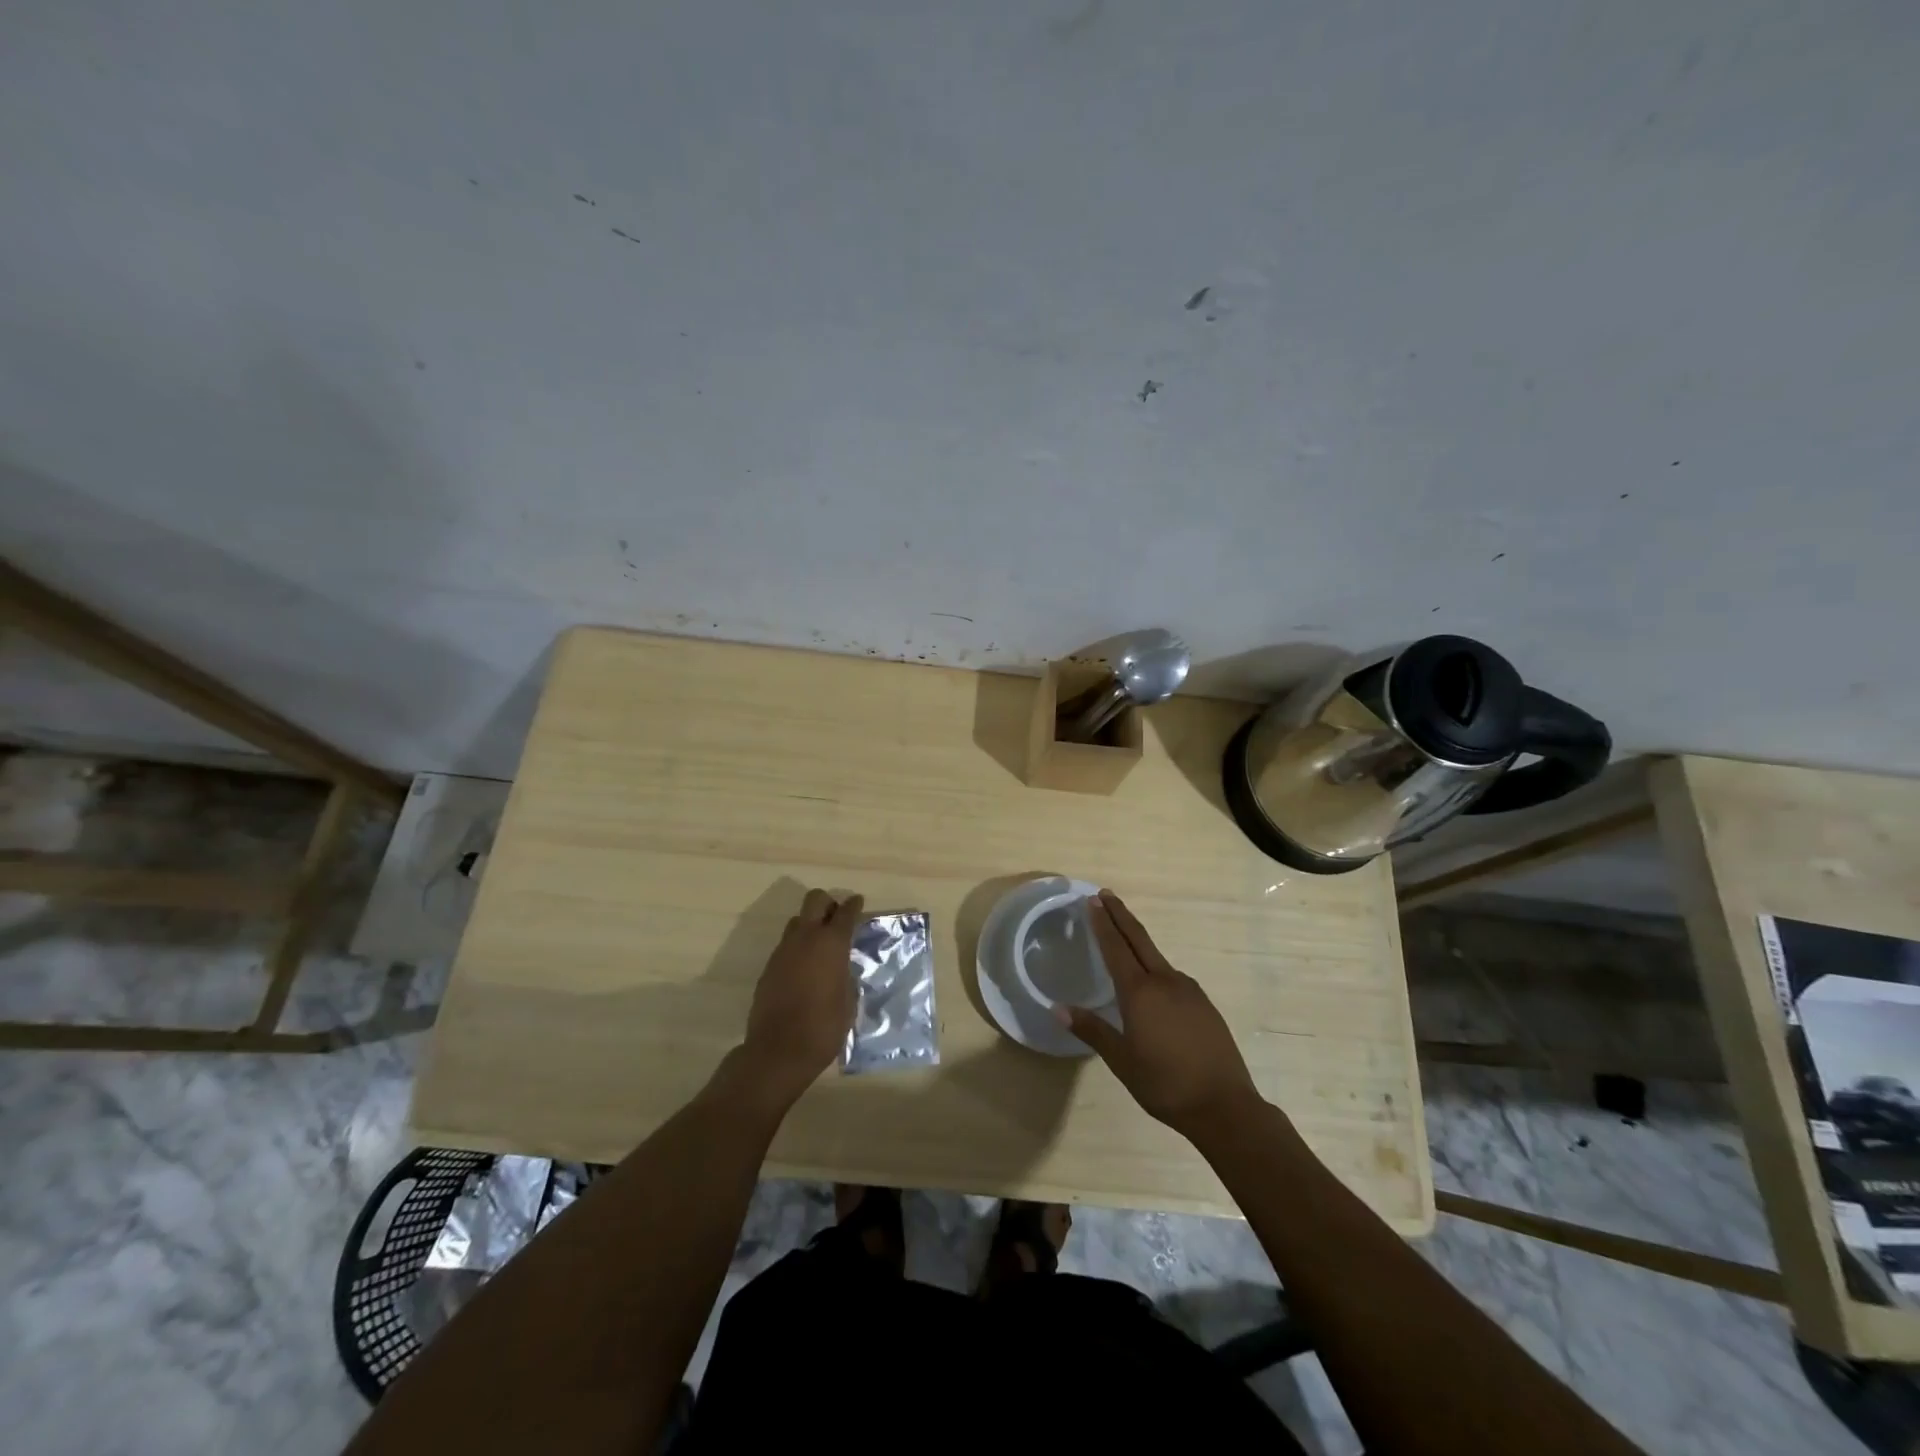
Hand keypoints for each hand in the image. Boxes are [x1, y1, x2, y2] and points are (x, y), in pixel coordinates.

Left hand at [740, 888, 864, 1105]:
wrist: (778, 1051)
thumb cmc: (823, 1027)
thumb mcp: (848, 1001)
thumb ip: (846, 975)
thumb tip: (842, 968)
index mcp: (831, 944)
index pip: (845, 912)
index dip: (854, 905)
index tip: (858, 903)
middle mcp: (805, 938)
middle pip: (815, 900)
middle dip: (828, 904)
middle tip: (837, 920)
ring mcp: (783, 951)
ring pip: (797, 921)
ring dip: (810, 925)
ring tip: (821, 947)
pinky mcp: (769, 967)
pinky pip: (786, 945)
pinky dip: (798, 948)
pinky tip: (805, 969)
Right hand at [1055, 891, 1263, 1138]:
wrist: (1225, 1106)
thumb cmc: (1165, 1084)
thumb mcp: (1121, 1060)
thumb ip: (1092, 1030)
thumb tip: (1057, 1008)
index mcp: (1140, 993)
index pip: (1115, 948)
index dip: (1102, 923)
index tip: (1092, 900)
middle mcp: (1165, 981)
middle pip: (1139, 939)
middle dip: (1120, 915)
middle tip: (1105, 894)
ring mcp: (1188, 991)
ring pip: (1157, 957)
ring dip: (1138, 940)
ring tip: (1123, 936)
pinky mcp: (1203, 1004)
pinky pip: (1172, 976)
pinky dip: (1155, 966)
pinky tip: (1153, 981)